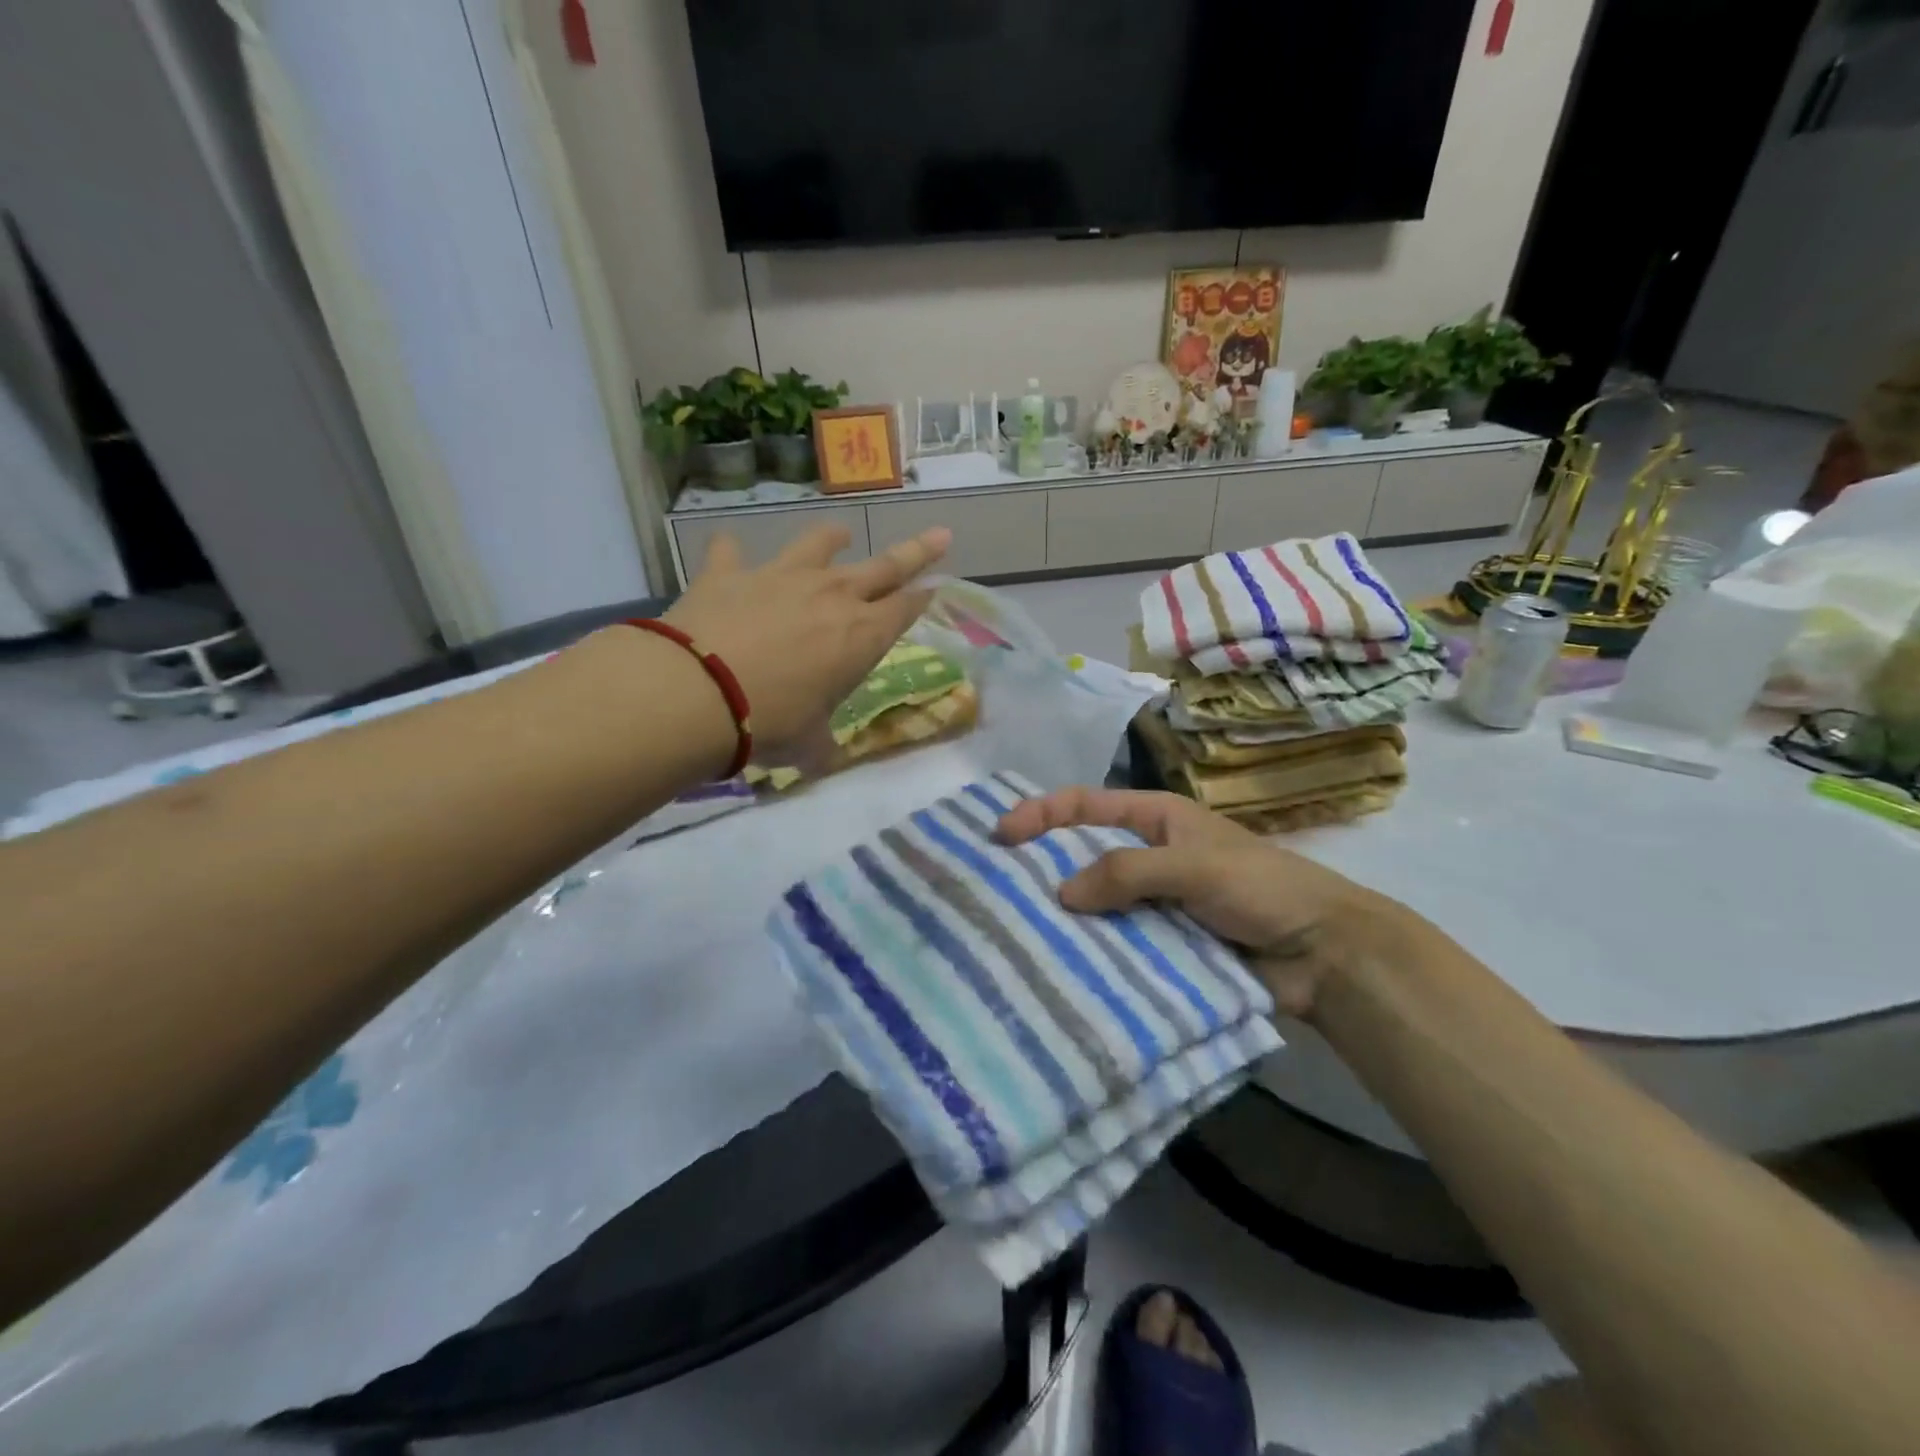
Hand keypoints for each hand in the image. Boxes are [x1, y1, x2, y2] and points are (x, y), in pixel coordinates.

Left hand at [664, 524, 950, 761]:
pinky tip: (729, 551)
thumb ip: (822, 745)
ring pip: (818, 545)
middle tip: (941, 535)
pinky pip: (731, 552)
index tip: (937, 587)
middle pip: (885, 567)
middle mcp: (831, 596)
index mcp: (861, 636)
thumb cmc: (769, 722)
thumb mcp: (808, 744)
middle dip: (918, 551)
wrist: (697, 693)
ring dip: (832, 539)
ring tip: (840, 534)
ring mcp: (781, 577)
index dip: (923, 599)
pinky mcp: (730, 573)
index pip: (905, 610)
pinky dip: (732, 552)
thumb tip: (823, 758)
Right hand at [995, 787, 1403, 1016]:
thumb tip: (1060, 894)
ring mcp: (1153, 902)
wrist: (1323, 953)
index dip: (1042, 812)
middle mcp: (1148, 855)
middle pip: (1083, 854)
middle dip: (1042, 866)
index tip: (1001, 834)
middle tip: (995, 888)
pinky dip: (1090, 950)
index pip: (1086, 805)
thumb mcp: (1194, 866)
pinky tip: (1059, 967)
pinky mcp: (1161, 943)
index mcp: (1155, 819)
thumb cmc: (1261, 889)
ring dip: (1064, 915)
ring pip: (1095, 903)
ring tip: (1016, 933)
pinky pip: (1115, 941)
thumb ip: (1128, 872)